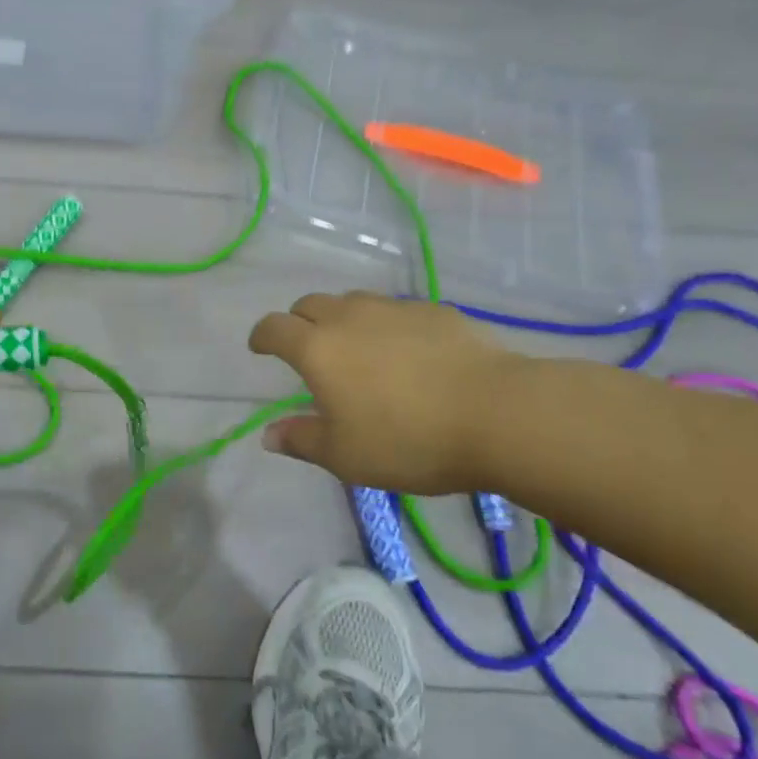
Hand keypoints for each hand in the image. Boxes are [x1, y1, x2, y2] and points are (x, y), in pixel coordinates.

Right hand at [247, 291, 516, 494]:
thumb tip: (268, 435)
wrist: (498, 413)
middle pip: (309, 304)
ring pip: (353, 302)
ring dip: (343, 319)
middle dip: (299, 322)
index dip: (262, 336)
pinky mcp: (434, 310)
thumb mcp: (346, 456)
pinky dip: (388, 325)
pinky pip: (396, 311)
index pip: (274, 327)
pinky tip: (408, 352)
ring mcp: (393, 309)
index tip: (260, 348)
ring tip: (357, 348)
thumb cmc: (409, 440)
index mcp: (317, 349)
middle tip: (308, 349)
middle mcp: (348, 317)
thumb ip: (302, 441)